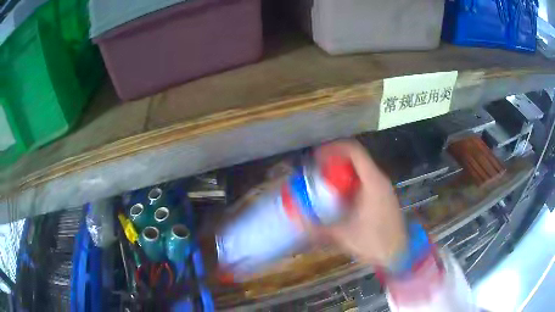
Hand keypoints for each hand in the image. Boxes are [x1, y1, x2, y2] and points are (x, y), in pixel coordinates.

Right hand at [314, 140, 407, 266]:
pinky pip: (365, 181)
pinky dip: (350, 182)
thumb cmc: (374, 242)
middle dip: (335, 161)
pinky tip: (340, 198)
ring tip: (325, 183)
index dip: (334, 149)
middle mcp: (379, 180)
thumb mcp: (343, 235)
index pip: (354, 151)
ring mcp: (383, 188)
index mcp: (372, 182)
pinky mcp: (384, 197)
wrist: (398, 254)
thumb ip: (317, 229)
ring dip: (343, 172)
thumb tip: (296, 221)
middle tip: (317, 171)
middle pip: (356, 159)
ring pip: (361, 170)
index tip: (317, 157)